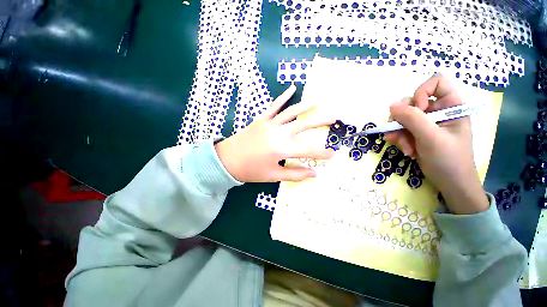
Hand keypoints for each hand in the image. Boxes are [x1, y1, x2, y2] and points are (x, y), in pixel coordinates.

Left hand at [215, 85, 334, 182]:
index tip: (333, 154)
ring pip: (292, 112)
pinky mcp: (262, 119)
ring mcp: (270, 123)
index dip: (322, 153)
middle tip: (335, 117)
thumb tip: (314, 174)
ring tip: (319, 101)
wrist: (227, 160)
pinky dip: (284, 96)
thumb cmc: (251, 170)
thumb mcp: (274, 175)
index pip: (309, 150)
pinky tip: (292, 87)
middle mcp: (279, 133)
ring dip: (307, 105)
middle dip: (321, 121)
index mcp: (282, 149)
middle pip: (304, 124)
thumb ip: (295, 174)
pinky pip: (275, 105)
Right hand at [385, 74, 488, 213]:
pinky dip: (398, 139)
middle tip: (402, 135)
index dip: (422, 92)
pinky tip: (405, 150)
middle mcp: (438, 111)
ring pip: (402, 117)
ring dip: (399, 133)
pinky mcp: (416, 133)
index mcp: (452, 106)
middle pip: (412, 102)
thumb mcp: (431, 138)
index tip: (417, 110)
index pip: (436, 82)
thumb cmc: (449, 160)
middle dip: (403, 119)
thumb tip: (392, 105)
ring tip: (405, 148)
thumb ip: (412, 119)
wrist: (450, 183)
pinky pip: (400, 129)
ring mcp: (426, 123)